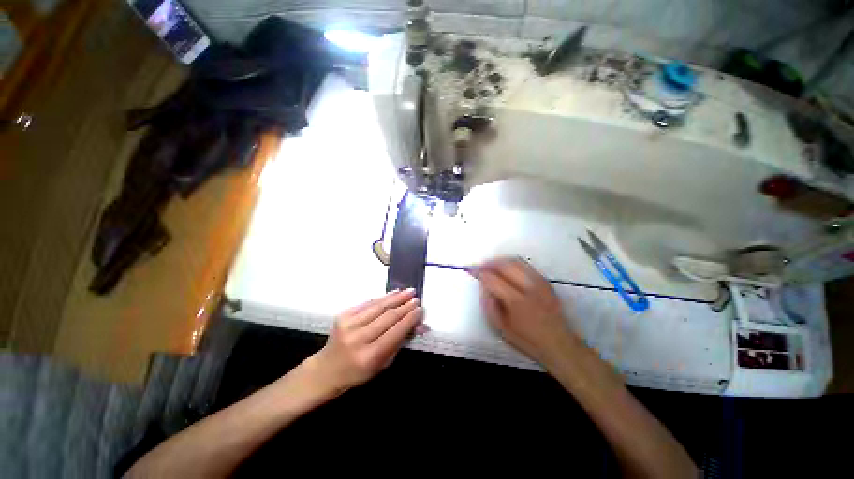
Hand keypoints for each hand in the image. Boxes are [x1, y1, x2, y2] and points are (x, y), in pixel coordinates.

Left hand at [308, 289, 423, 393]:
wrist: (327, 369)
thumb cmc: (358, 372)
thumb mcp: (383, 364)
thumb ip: (400, 342)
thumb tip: (420, 325)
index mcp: (369, 356)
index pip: (395, 332)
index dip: (409, 319)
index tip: (420, 310)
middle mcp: (358, 338)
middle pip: (387, 317)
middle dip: (405, 306)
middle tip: (416, 298)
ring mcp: (348, 325)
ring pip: (378, 306)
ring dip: (395, 297)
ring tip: (408, 291)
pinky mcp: (343, 315)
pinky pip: (367, 303)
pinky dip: (382, 297)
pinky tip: (393, 293)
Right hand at [473, 258, 574, 363]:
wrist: (559, 343)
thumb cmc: (527, 340)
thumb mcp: (501, 328)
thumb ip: (489, 305)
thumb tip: (483, 285)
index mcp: (517, 302)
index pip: (493, 279)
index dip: (480, 272)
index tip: (471, 269)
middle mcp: (529, 287)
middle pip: (505, 265)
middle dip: (489, 263)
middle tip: (480, 267)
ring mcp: (540, 282)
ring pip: (516, 261)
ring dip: (500, 261)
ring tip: (491, 266)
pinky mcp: (545, 281)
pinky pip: (525, 265)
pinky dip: (512, 263)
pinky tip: (506, 270)